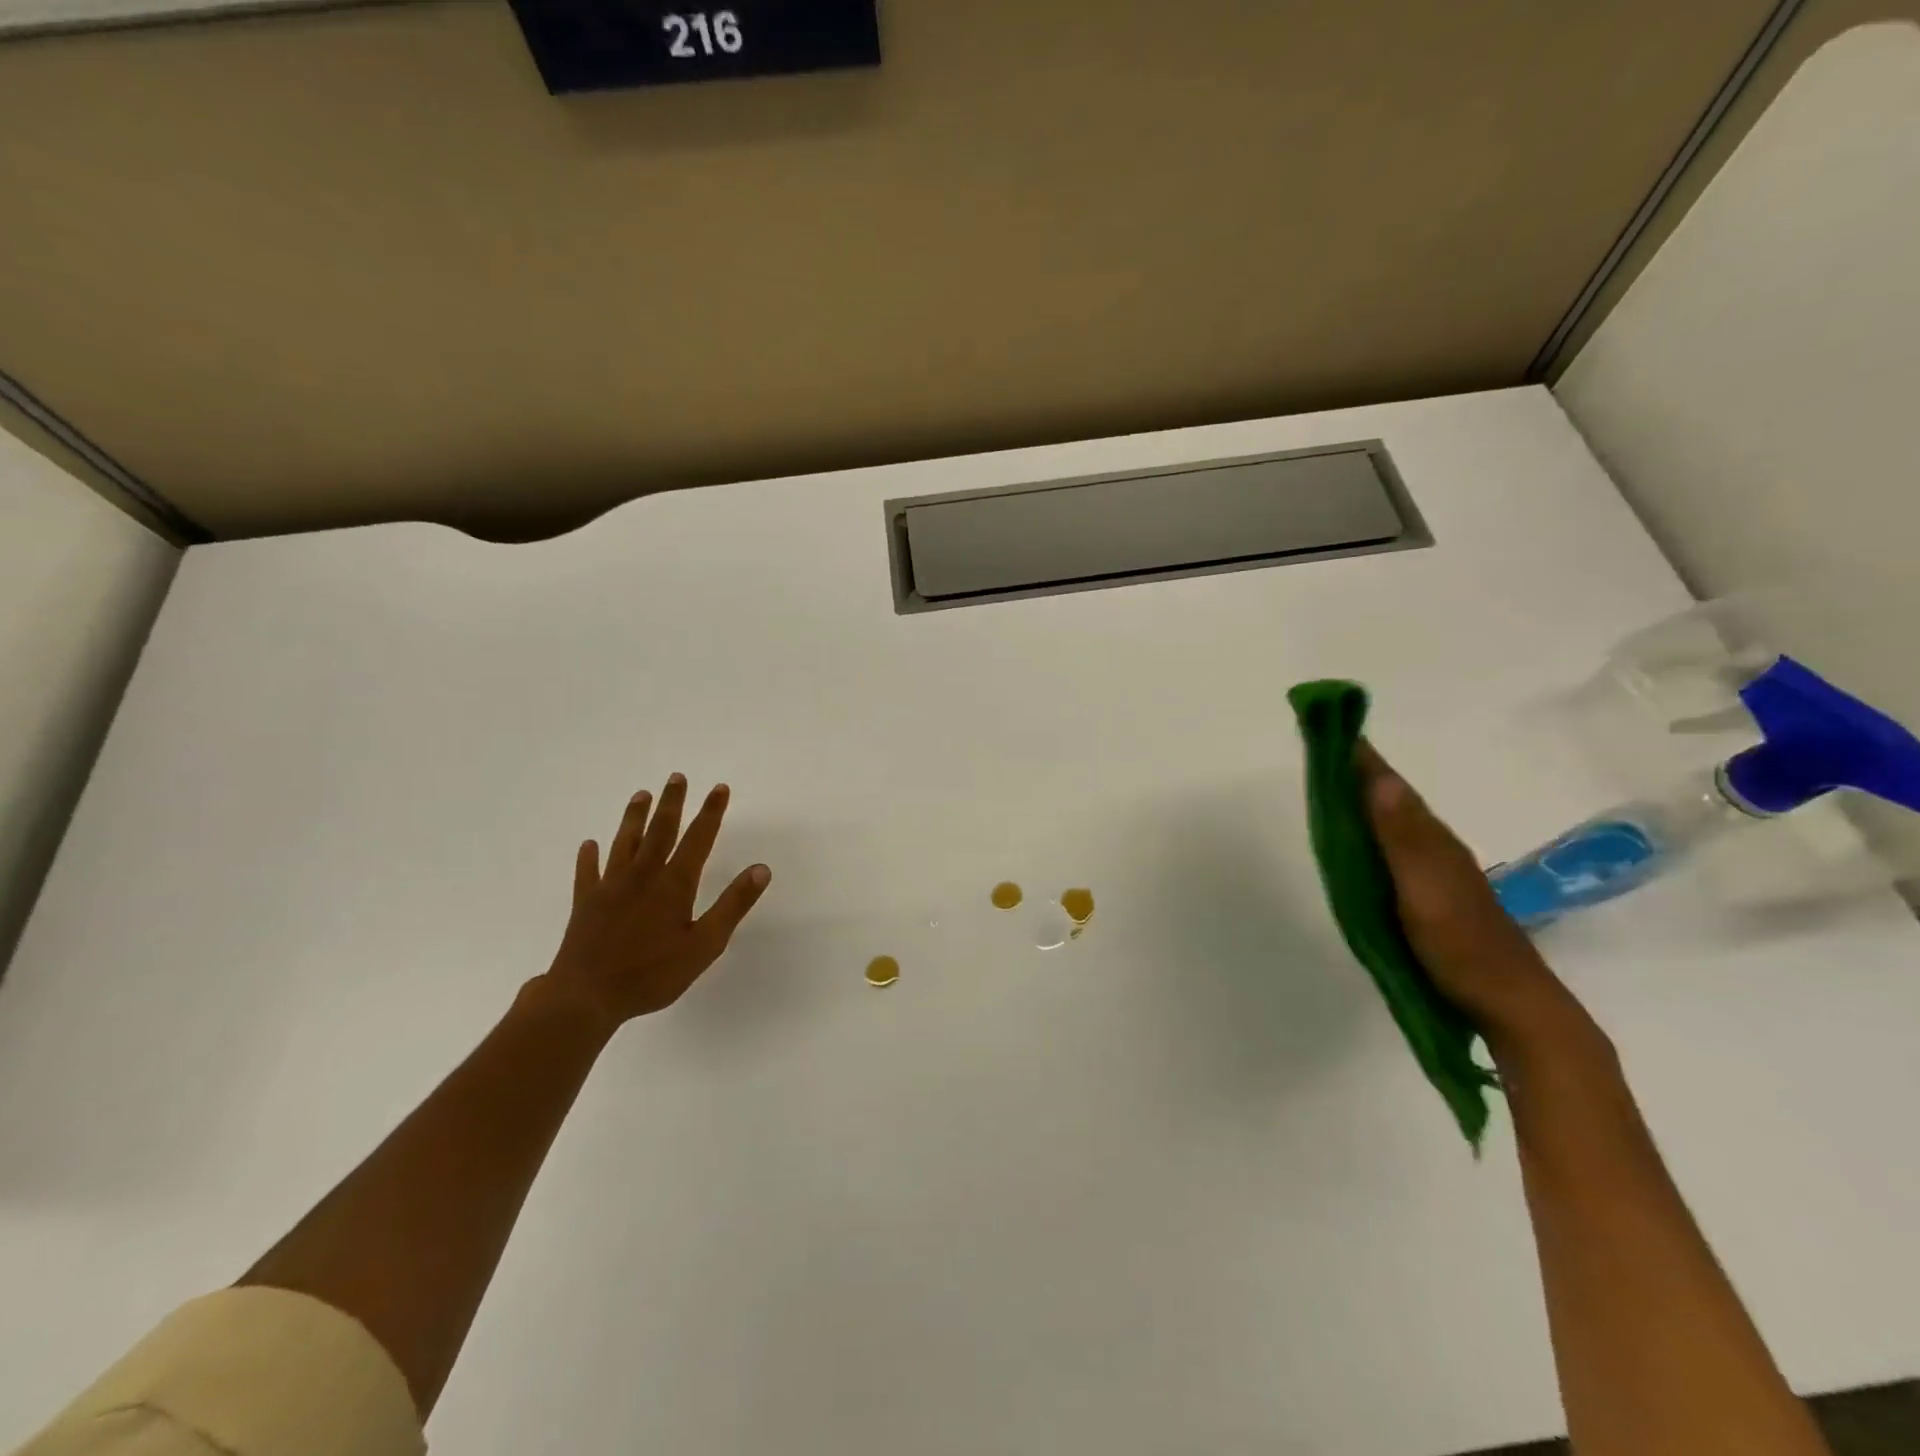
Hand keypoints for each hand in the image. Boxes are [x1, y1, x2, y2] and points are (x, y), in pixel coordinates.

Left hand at [535, 774, 770, 1032]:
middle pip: (660, 830)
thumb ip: (732, 905)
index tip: (719, 788)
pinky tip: (589, 845)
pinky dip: (590, 856)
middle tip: (677, 777)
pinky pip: (588, 872)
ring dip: (634, 817)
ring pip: (625, 842)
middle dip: (672, 802)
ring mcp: (610, 886)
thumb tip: (761, 869)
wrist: (587, 996)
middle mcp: (643, 875)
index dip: (711, 812)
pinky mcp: (586, 903)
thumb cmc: (652, 974)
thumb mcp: (705, 945)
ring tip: (641, 795)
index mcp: (674, 884)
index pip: (698, 838)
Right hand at [1358, 744, 1587, 1053]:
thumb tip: (1377, 778)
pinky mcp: (1432, 895)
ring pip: (1394, 822)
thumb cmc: (1462, 946)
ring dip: (1367, 797)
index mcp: (1431, 840)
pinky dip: (1374, 829)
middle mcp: (1435, 847)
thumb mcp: (1425, 891)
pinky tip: (1363, 837)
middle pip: (1391, 798)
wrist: (1512, 1004)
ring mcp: (1436, 872)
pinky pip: (1395, 847)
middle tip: (1325, 746)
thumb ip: (1401, 838)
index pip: (1390, 786)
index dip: (1362, 756)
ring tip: (1335, 781)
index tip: (1332, 723)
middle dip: (1360, 770)